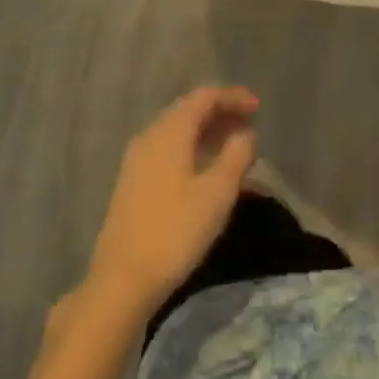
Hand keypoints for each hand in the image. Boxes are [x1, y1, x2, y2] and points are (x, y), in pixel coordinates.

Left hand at [83, 86, 258, 317]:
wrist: (121, 281)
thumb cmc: (174, 232)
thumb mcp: (217, 194)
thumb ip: (236, 156)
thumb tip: (245, 134)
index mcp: (171, 131)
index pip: (205, 97)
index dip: (233, 97)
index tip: (257, 107)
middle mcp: (151, 135)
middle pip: (189, 110)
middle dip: (221, 113)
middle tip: (249, 125)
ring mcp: (137, 159)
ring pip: (177, 131)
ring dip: (206, 132)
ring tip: (233, 146)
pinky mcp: (132, 182)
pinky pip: (167, 149)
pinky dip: (191, 148)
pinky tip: (204, 169)